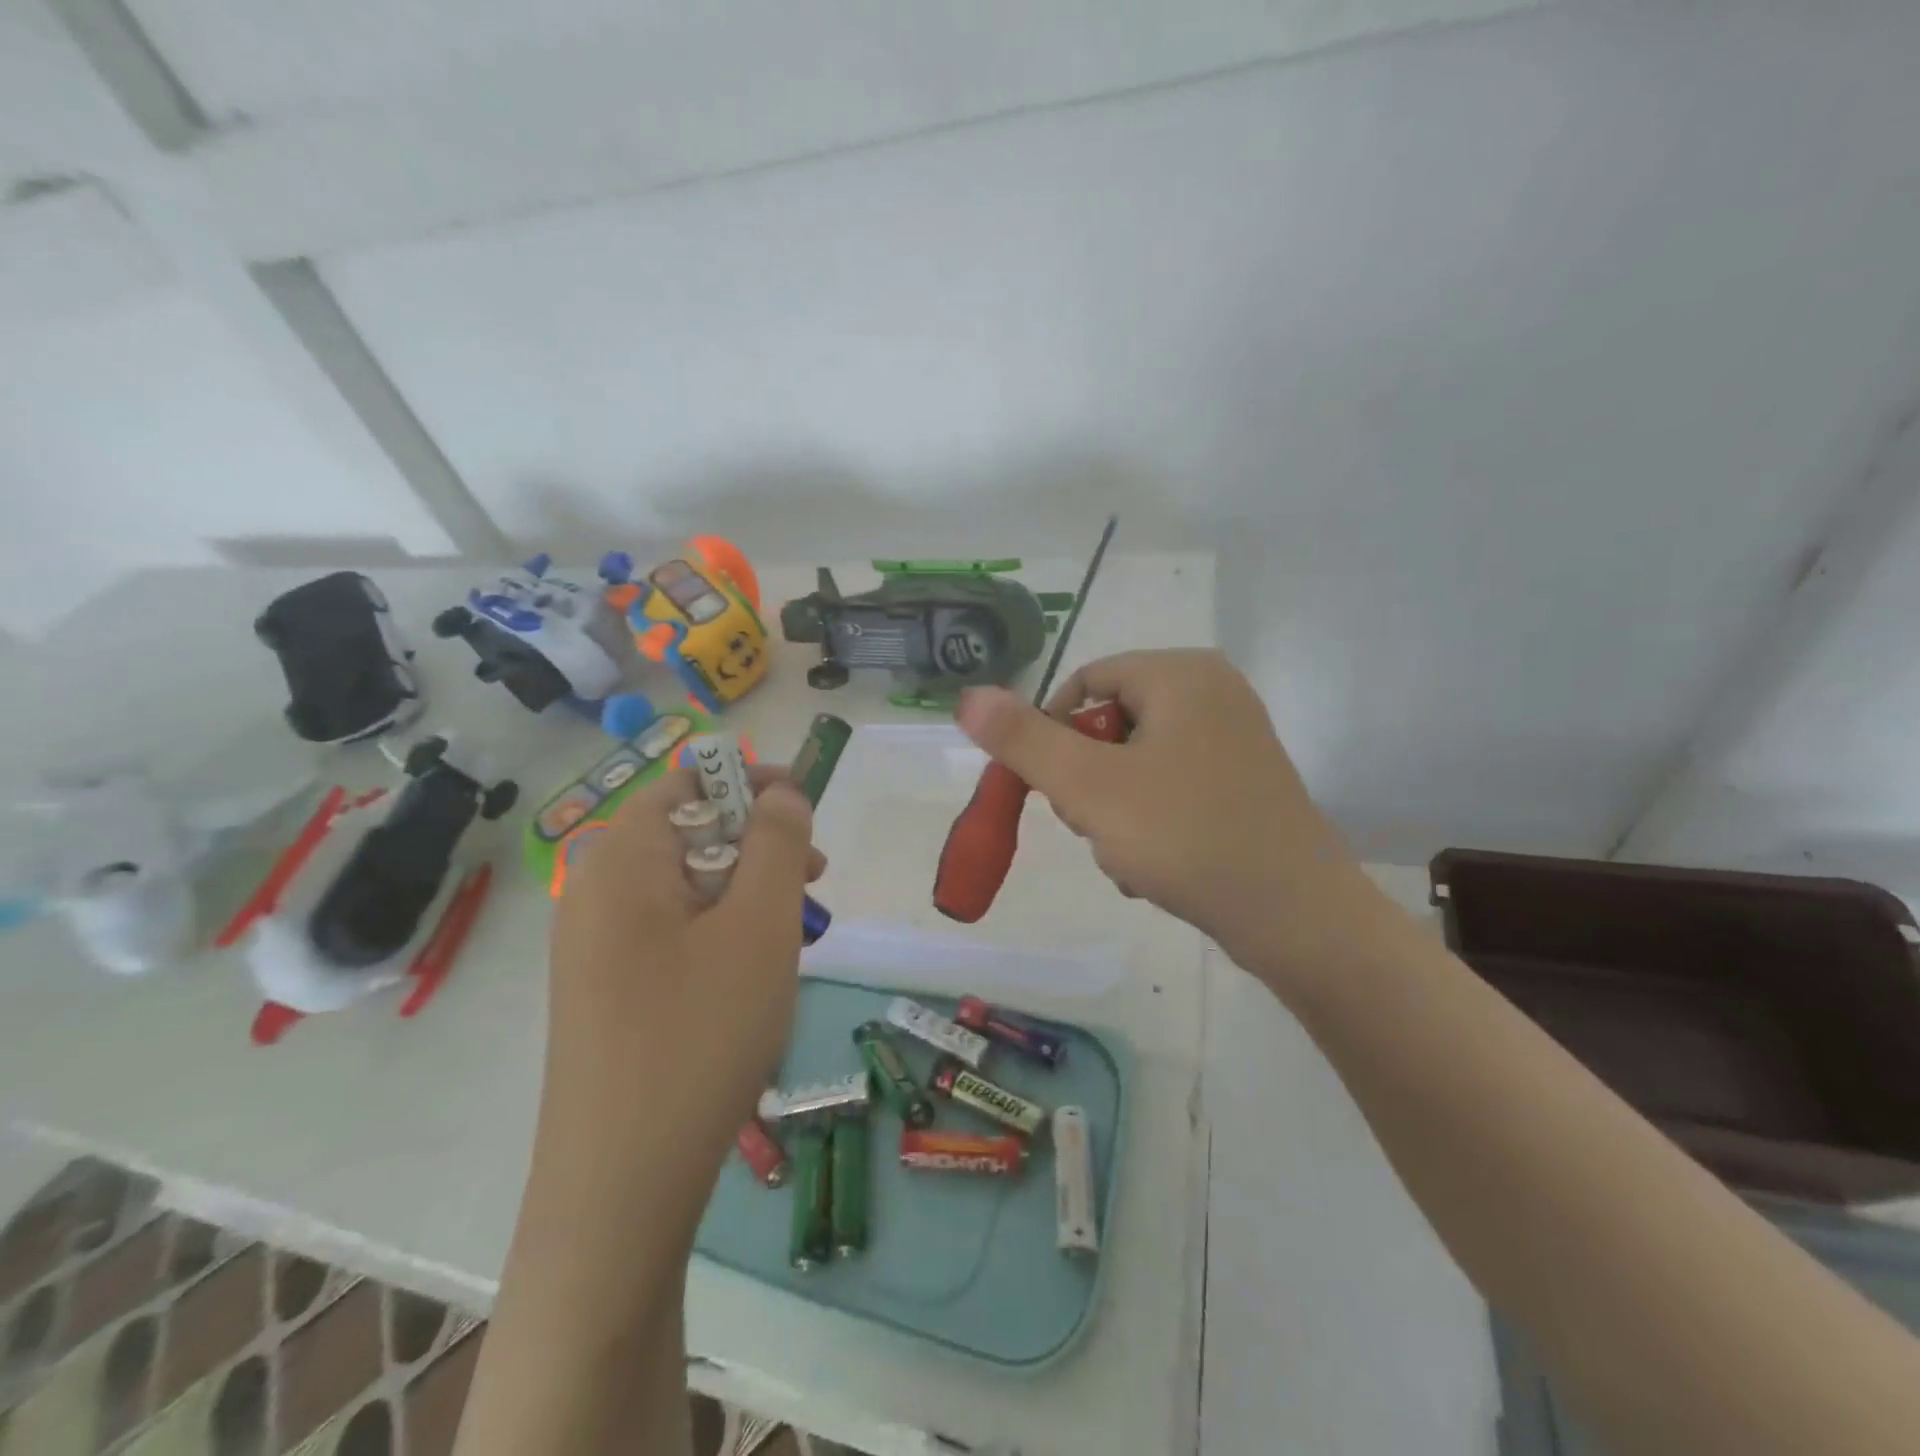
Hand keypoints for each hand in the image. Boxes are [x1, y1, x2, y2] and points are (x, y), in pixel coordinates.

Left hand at [541, 765, 822, 1223]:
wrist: (621, 1187)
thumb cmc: (699, 1035)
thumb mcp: (760, 925)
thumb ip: (777, 843)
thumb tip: (782, 792)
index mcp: (621, 861)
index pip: (688, 781)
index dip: (752, 782)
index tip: (807, 811)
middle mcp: (596, 892)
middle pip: (688, 832)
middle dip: (758, 844)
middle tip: (815, 880)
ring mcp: (595, 947)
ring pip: (687, 887)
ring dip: (747, 893)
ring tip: (796, 933)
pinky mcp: (607, 991)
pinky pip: (673, 933)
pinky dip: (722, 932)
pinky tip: (756, 974)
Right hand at [955, 649, 1379, 978]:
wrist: (1298, 919)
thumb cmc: (1186, 838)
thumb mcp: (1088, 787)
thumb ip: (1023, 740)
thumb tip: (968, 695)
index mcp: (1180, 673)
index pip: (1082, 684)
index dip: (1050, 736)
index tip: (1046, 792)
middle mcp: (1212, 692)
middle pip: (1108, 725)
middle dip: (1086, 783)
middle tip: (1095, 828)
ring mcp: (1234, 738)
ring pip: (1134, 764)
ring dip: (1113, 811)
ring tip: (1128, 857)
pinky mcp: (1244, 782)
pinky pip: (1169, 788)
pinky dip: (1149, 824)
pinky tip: (1154, 868)